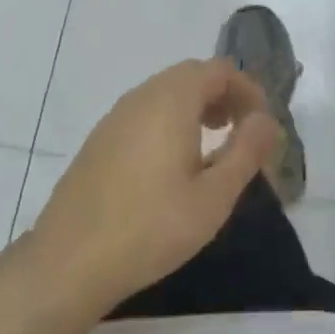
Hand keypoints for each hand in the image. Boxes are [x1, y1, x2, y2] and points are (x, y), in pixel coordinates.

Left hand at [19, 59, 279, 319]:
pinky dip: (170, 121)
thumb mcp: (214, 197)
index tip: (261, 125)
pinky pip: (144, 113)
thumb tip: (267, 119)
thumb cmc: (151, 227)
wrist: (68, 263)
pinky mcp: (99, 140)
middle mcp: (141, 96)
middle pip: (191, 75)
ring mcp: (115, 117)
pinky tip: (173, 165)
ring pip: (166, 93)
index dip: (247, 90)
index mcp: (172, 100)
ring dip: (196, 108)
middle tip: (241, 131)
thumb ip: (246, 151)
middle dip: (223, 95)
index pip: (219, 70)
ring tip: (213, 146)